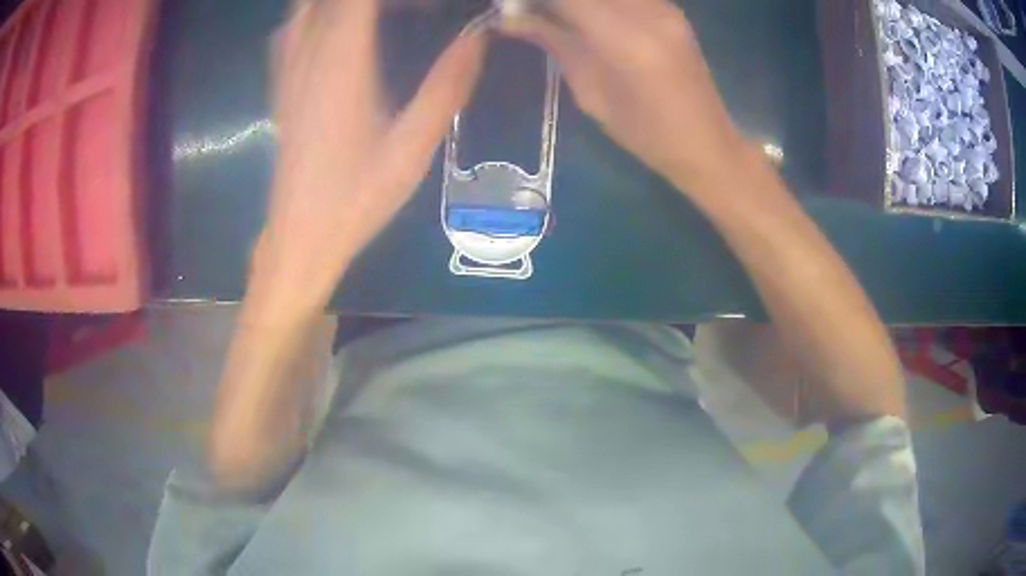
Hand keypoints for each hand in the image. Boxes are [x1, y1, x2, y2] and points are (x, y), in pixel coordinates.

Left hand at [247, 0, 486, 323]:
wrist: (301, 235)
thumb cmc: (357, 196)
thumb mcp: (413, 146)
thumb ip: (446, 86)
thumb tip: (478, 37)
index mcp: (342, 62)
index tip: (426, 4)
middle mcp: (308, 54)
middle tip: (415, 10)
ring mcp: (288, 69)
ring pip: (306, 6)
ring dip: (341, 4)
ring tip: (381, 15)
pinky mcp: (281, 85)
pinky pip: (291, 28)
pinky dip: (315, 15)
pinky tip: (337, 28)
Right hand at [501, 0, 744, 185]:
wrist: (707, 144)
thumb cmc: (645, 134)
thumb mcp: (590, 93)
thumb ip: (554, 43)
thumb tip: (509, 18)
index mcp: (625, 40)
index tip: (511, 5)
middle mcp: (649, 11)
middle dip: (554, 0)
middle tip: (530, 10)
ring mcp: (665, 7)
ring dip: (578, 2)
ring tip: (558, 15)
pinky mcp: (672, 9)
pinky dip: (600, 2)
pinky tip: (587, 14)